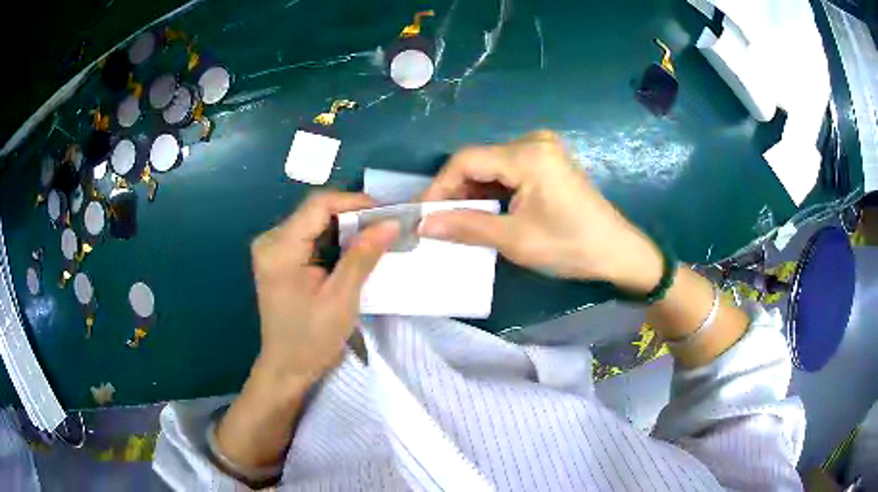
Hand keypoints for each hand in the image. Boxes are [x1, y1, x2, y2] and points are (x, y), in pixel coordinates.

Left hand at [250, 191, 398, 385]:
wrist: (287, 367)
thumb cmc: (311, 339)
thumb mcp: (341, 299)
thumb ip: (363, 256)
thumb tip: (391, 223)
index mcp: (280, 249)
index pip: (318, 205)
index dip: (354, 202)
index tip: (386, 213)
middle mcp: (271, 241)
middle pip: (315, 211)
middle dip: (352, 216)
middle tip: (385, 228)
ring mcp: (273, 248)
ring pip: (315, 222)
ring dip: (345, 228)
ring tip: (375, 239)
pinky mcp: (279, 257)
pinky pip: (310, 236)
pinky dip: (334, 240)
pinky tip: (354, 251)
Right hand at [420, 130, 661, 293]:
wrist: (617, 251)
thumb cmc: (570, 246)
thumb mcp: (515, 239)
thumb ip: (466, 227)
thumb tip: (423, 224)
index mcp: (527, 154)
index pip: (466, 161)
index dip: (439, 187)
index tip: (422, 215)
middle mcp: (533, 141)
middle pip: (478, 160)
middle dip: (455, 191)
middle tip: (437, 221)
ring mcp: (543, 149)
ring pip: (491, 166)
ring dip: (472, 192)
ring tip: (456, 220)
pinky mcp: (548, 160)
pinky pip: (508, 170)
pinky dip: (492, 190)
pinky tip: (483, 211)